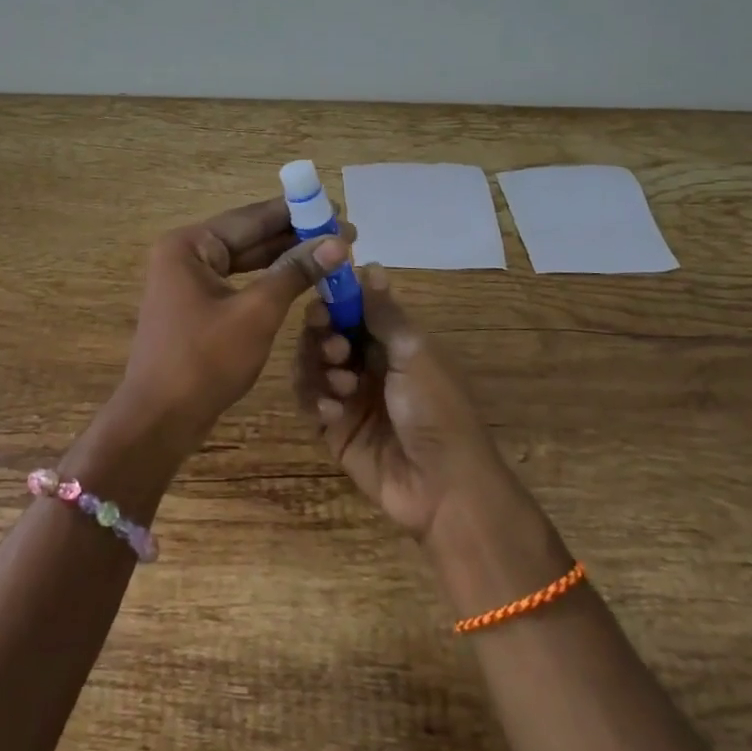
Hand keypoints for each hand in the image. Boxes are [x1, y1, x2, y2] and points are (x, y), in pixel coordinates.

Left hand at [115, 197, 347, 458]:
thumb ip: (295, 272)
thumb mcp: (256, 313)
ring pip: (246, 261)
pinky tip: (300, 279)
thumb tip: (338, 243)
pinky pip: (239, 283)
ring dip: (285, 258)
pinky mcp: (196, 307)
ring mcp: (188, 282)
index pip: (251, 217)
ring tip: (330, 252)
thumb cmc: (205, 361)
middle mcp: (185, 255)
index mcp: (190, 245)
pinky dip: (269, 281)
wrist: (160, 420)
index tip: (336, 208)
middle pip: (248, 236)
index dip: (296, 213)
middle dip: (295, 235)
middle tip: (344, 232)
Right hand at [293, 264, 515, 540]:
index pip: (351, 309)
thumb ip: (384, 313)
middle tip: (335, 347)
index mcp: (392, 342)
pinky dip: (315, 401)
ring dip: (318, 368)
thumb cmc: (436, 409)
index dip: (334, 301)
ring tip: (341, 386)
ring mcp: (348, 397)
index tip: (322, 300)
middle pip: (324, 334)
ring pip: (310, 365)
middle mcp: (367, 364)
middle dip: (322, 335)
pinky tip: (333, 413)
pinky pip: (308, 402)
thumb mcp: (415, 353)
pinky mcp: (333, 428)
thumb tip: (370, 264)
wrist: (442, 486)